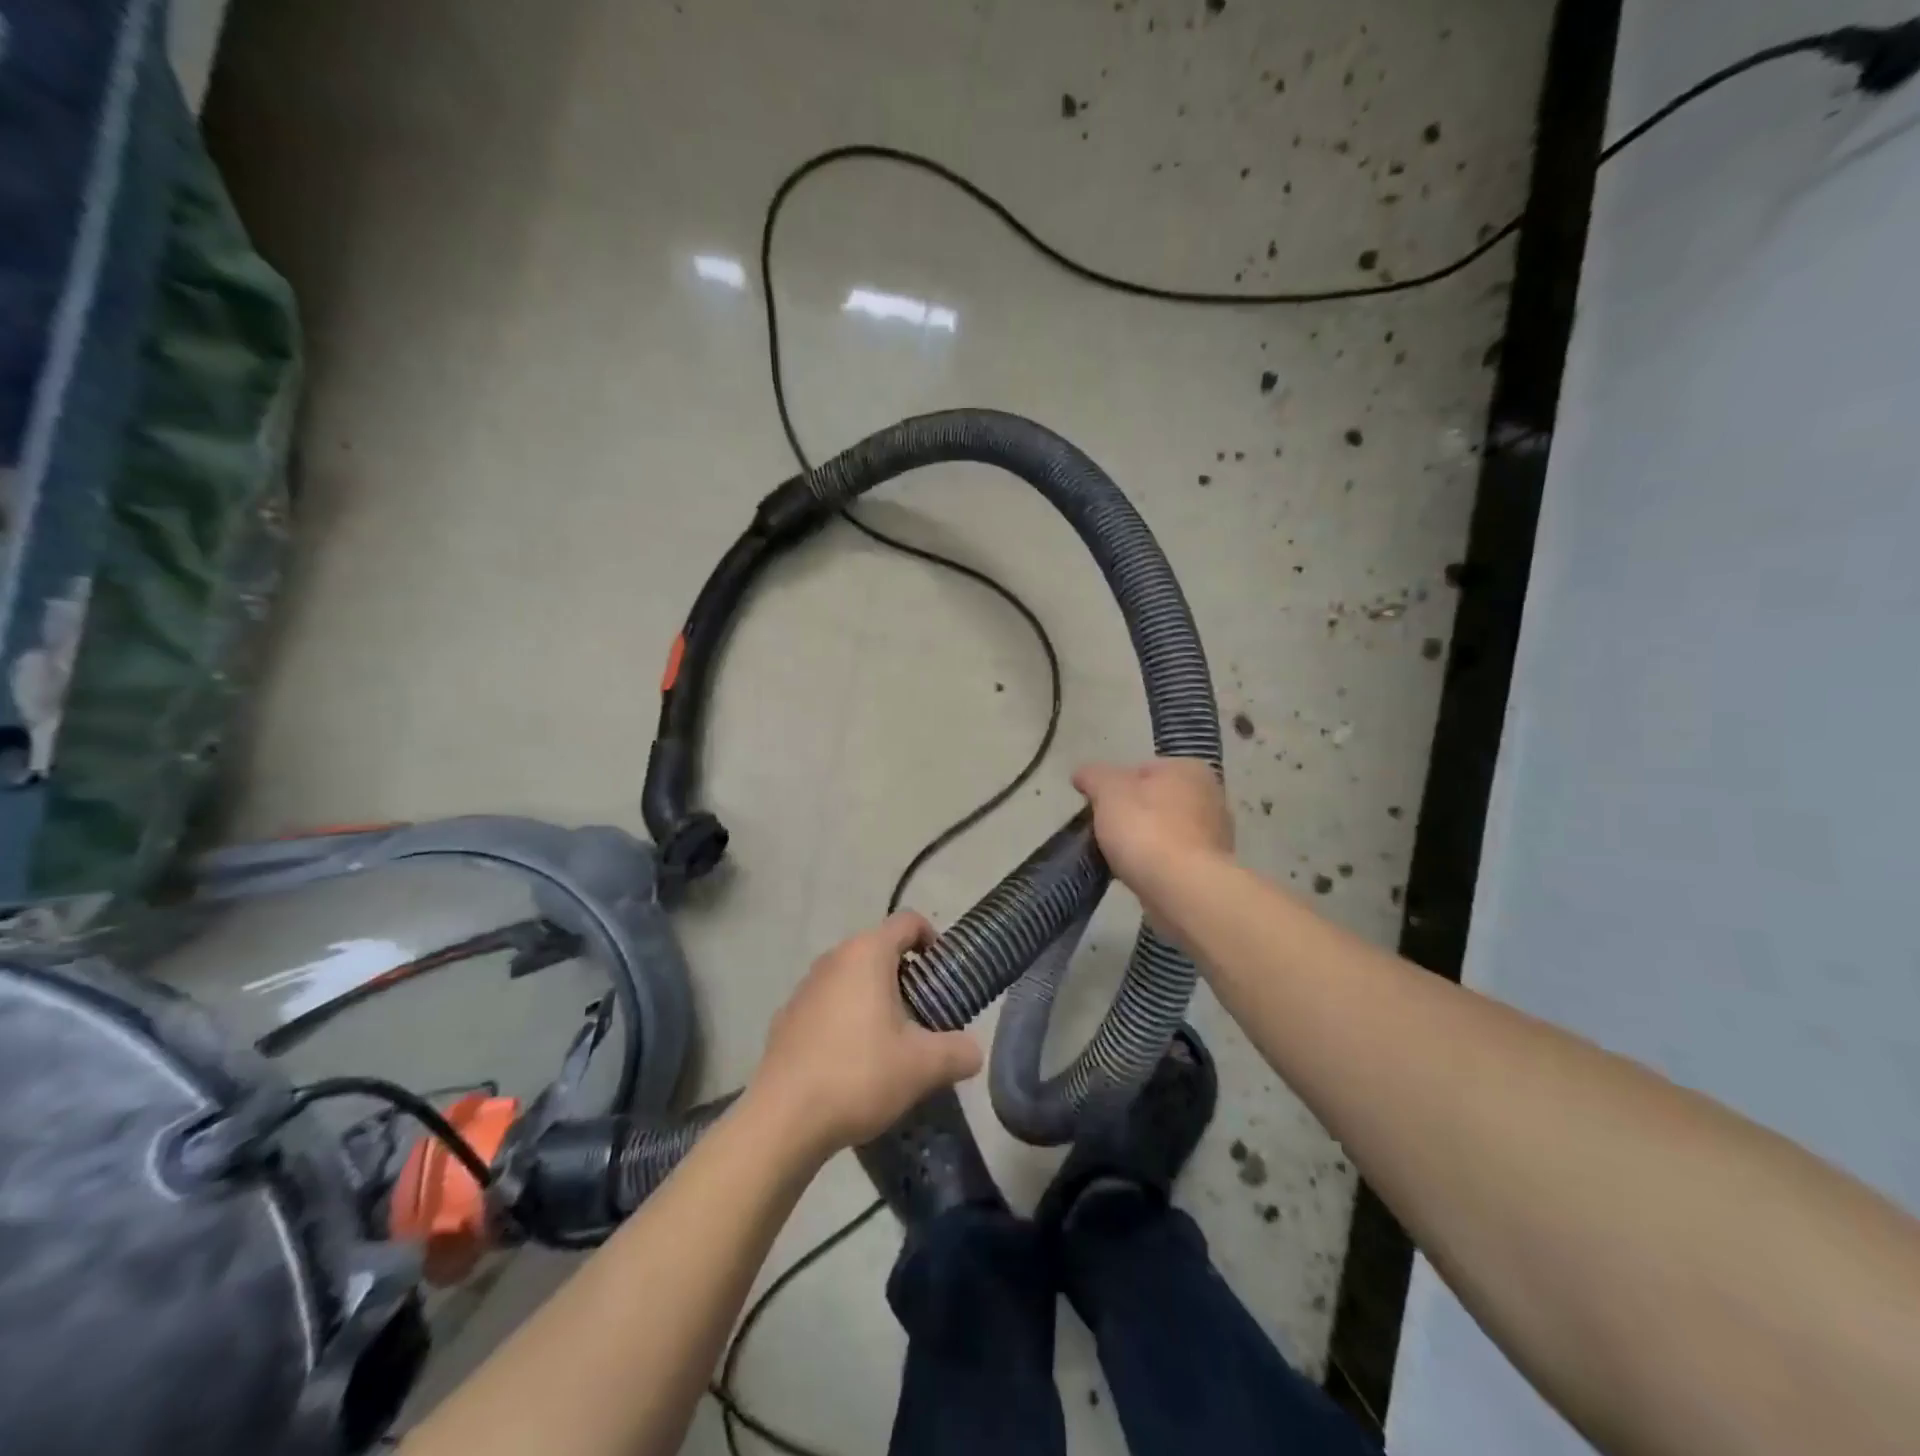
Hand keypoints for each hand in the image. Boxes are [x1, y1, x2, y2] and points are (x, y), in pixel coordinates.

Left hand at [750, 911, 982, 1155]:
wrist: (782, 1120)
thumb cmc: (859, 1075)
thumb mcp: (923, 1067)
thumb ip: (959, 1052)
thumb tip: (973, 1051)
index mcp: (867, 954)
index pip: (908, 922)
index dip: (933, 939)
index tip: (944, 974)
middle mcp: (833, 959)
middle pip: (879, 949)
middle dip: (906, 975)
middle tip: (925, 1014)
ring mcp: (805, 987)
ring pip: (851, 977)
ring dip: (875, 997)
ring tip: (891, 1041)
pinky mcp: (786, 1017)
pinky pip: (828, 1004)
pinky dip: (846, 1018)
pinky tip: (853, 1061)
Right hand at [1072, 758, 1233, 887]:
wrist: (1183, 890)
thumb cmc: (1146, 830)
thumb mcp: (1108, 792)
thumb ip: (1094, 777)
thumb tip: (1083, 774)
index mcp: (1188, 769)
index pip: (1140, 770)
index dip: (1113, 788)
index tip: (1097, 809)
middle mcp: (1210, 796)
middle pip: (1154, 801)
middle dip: (1130, 815)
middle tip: (1105, 834)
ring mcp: (1216, 835)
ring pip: (1164, 831)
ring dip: (1143, 842)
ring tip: (1118, 859)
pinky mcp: (1212, 869)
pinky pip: (1173, 859)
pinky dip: (1156, 865)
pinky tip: (1139, 876)